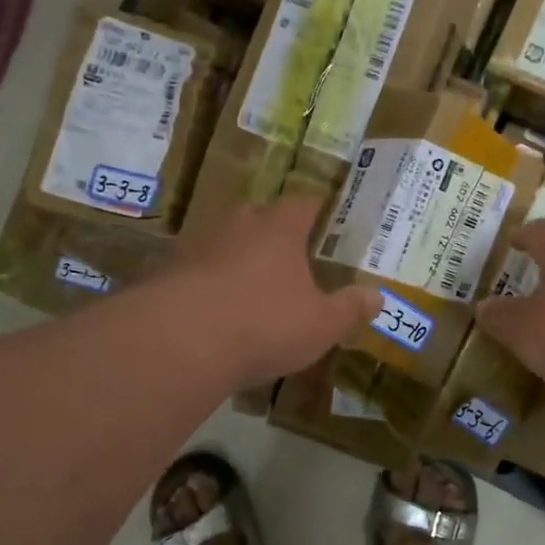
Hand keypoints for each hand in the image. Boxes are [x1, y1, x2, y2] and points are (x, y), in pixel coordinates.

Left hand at [176, 195, 380, 388]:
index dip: (317, 210)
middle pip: (260, 217)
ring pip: (225, 242)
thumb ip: (349, 308)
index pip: (304, 203)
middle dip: (274, 234)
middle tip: (290, 257)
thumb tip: (377, 295)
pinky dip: (208, 284)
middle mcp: (238, 224)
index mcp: (279, 227)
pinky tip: (215, 311)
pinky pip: (197, 270)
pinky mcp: (167, 271)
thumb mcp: (321, 324)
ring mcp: (198, 244)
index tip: (327, 220)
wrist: (180, 341)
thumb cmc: (264, 323)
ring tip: (251, 287)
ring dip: (238, 258)